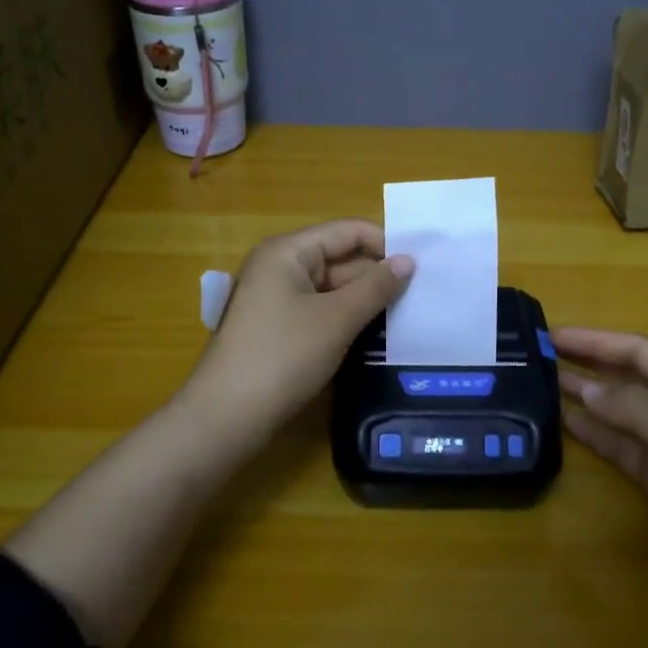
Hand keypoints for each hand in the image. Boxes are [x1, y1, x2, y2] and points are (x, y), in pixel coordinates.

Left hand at [182, 219, 413, 444]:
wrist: (227, 416)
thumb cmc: (283, 356)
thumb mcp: (336, 319)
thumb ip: (375, 287)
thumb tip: (408, 261)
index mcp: (288, 251)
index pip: (347, 231)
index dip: (384, 244)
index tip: (421, 268)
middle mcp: (280, 266)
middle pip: (340, 258)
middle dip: (376, 276)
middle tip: (421, 297)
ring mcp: (276, 298)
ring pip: (332, 288)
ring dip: (364, 300)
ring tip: (407, 315)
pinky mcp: (278, 327)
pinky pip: (320, 310)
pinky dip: (345, 318)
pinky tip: (374, 334)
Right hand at [554, 327, 647, 623]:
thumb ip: (633, 407)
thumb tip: (584, 388)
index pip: (638, 351)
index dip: (596, 339)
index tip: (552, 335)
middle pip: (628, 376)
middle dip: (588, 362)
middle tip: (539, 357)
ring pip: (620, 412)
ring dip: (586, 396)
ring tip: (543, 386)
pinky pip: (621, 447)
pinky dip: (594, 434)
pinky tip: (566, 426)